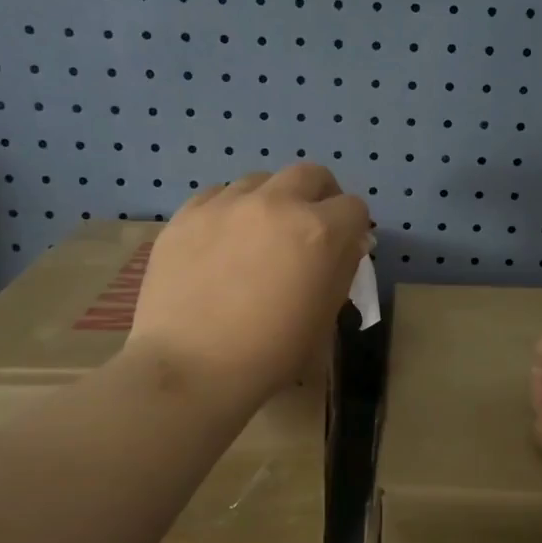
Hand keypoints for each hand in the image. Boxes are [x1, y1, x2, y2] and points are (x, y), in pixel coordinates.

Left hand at [130, 163, 370, 404]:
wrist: (190, 368)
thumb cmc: (270, 353)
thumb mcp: (324, 317)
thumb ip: (342, 270)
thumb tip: (349, 243)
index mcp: (318, 231)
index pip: (354, 207)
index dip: (354, 228)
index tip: (344, 247)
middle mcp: (276, 204)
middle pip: (311, 174)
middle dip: (319, 196)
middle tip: (309, 227)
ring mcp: (227, 204)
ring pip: (262, 180)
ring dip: (272, 200)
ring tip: (260, 233)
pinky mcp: (187, 214)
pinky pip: (218, 195)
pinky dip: (230, 210)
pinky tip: (222, 240)